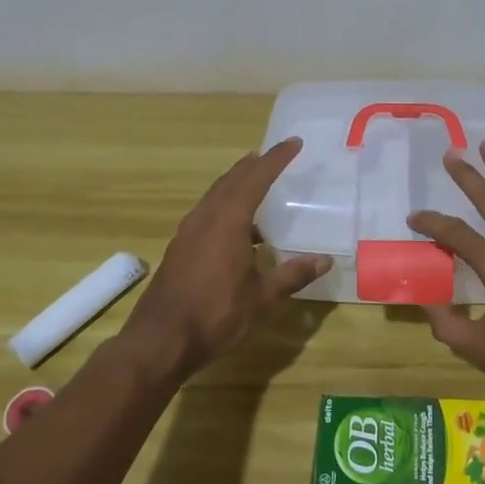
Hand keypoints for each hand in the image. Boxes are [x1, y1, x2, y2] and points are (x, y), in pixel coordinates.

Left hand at [120, 138, 329, 379]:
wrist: (160, 341)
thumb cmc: (216, 315)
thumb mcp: (262, 298)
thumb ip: (292, 275)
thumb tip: (325, 260)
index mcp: (228, 221)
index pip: (256, 178)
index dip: (276, 159)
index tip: (294, 143)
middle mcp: (206, 218)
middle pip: (232, 180)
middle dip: (254, 165)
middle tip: (273, 156)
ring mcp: (189, 232)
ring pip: (216, 195)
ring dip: (237, 184)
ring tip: (256, 182)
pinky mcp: (180, 248)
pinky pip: (207, 213)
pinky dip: (225, 205)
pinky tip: (237, 227)